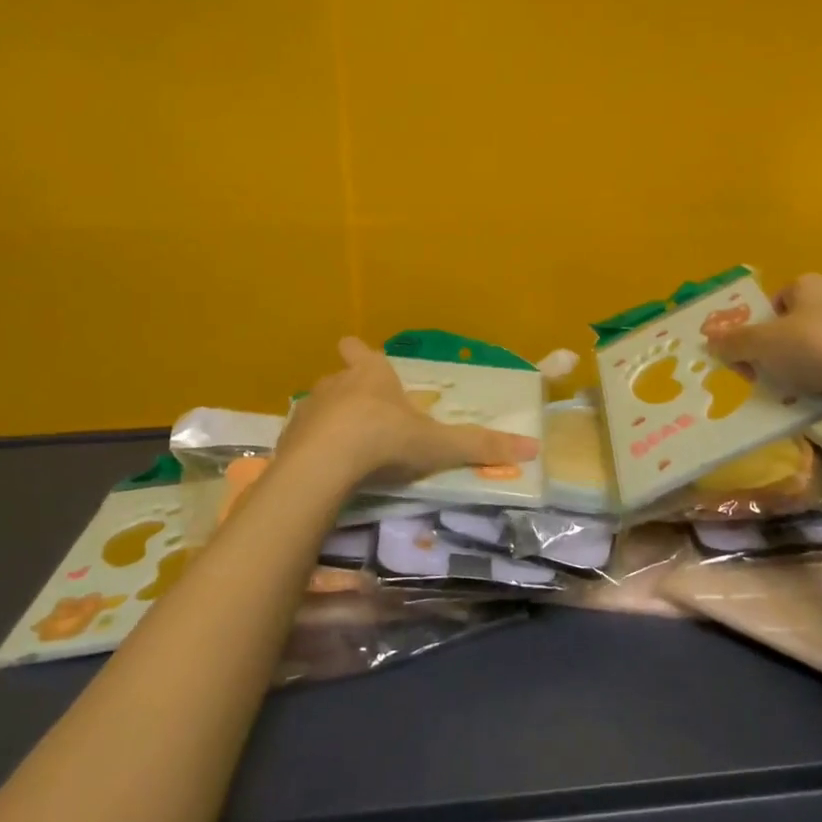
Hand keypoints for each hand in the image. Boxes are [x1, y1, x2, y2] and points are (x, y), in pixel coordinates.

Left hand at [281, 338, 539, 487]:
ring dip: (330, 422)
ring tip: (346, 450)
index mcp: (372, 374)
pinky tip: (323, 470)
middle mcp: (336, 382)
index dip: (362, 355)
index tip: (364, 362)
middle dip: (352, 394)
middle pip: (340, 378)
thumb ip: (480, 446)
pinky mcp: (287, 437)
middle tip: (368, 420)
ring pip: (320, 407)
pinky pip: (301, 437)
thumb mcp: (438, 445)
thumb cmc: (386, 440)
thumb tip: (533, 450)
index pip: (361, 351)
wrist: (326, 464)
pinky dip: (312, 450)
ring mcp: (308, 408)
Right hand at [704, 274, 821, 407]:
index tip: (742, 350)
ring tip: (777, 393)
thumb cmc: (816, 346)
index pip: (772, 302)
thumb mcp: (763, 342)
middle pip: (784, 332)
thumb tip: (710, 342)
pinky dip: (810, 390)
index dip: (754, 325)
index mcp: (809, 286)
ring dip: (786, 376)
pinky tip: (802, 404)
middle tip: (753, 375)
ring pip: (803, 358)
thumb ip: (734, 342)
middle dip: (766, 355)